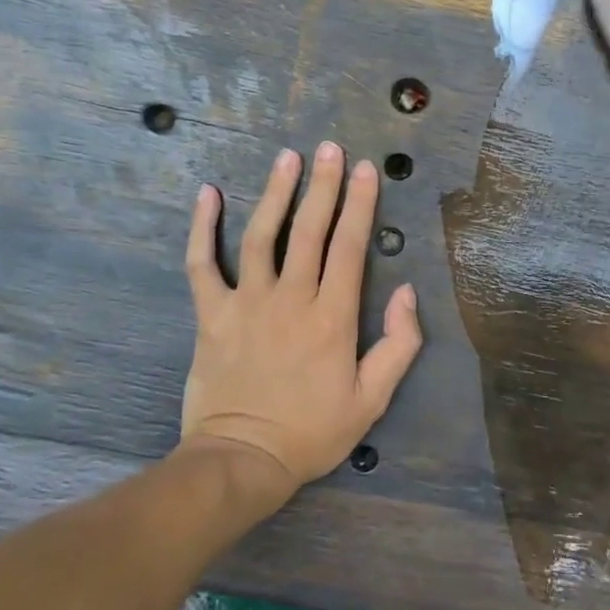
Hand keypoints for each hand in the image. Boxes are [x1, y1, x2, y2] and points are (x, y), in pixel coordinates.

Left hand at [181, 143, 423, 497]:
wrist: (242, 461)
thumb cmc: (311, 432)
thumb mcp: (372, 400)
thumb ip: (398, 345)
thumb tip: (407, 292)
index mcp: (332, 318)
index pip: (350, 247)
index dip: (360, 205)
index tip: (367, 170)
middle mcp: (291, 299)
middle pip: (310, 230)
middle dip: (324, 185)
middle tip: (331, 148)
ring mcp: (247, 302)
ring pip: (262, 236)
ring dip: (275, 193)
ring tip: (287, 157)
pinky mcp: (212, 314)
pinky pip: (203, 264)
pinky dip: (202, 228)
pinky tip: (207, 194)